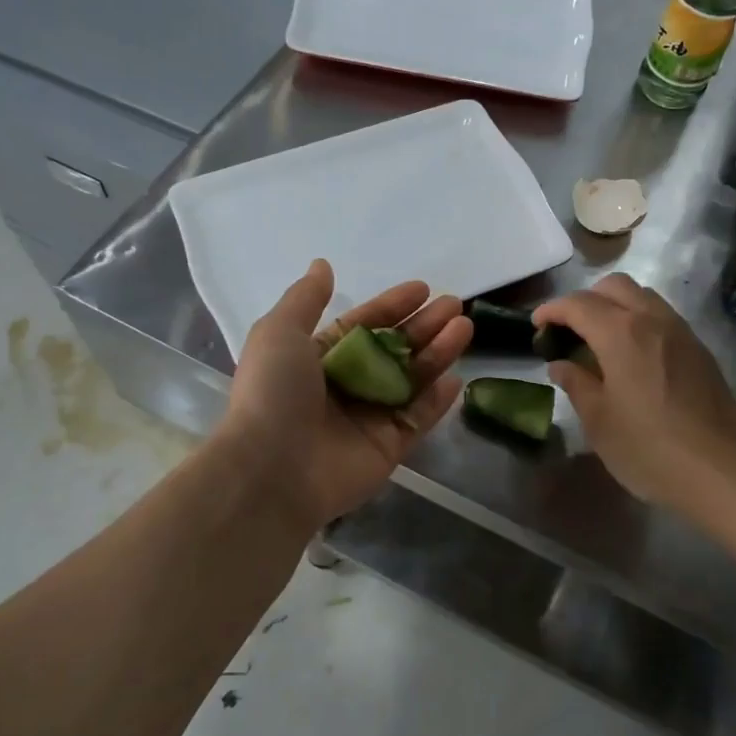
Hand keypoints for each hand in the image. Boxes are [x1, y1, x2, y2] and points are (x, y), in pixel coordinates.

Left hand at [218, 260, 471, 529]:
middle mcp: (345, 386)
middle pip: (393, 350)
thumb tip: (322, 265)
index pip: (362, 326)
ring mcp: (368, 418)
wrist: (271, 470)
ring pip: (411, 380)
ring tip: (464, 328)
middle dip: (424, 326)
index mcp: (318, 359)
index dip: (391, 306)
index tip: (422, 289)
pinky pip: (418, 419)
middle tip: (456, 306)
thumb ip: (305, 299)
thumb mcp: (279, 332)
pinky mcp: (387, 449)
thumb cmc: (273, 393)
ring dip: (438, 353)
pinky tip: (456, 377)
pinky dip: (437, 400)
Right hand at [534, 274, 735, 515]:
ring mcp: (681, 332)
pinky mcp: (699, 349)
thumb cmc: (651, 449)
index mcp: (621, 333)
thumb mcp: (600, 422)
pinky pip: (661, 316)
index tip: (536, 326)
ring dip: (614, 306)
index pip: (578, 304)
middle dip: (585, 300)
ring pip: (642, 296)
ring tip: (598, 340)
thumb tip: (561, 365)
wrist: (726, 471)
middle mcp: (652, 319)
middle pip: (613, 286)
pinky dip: (638, 320)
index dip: (552, 310)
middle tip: (568, 331)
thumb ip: (577, 385)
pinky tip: (631, 356)